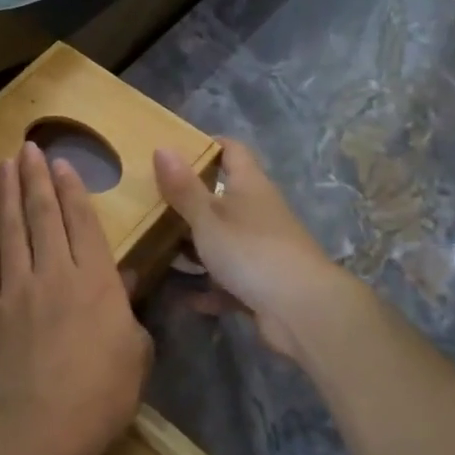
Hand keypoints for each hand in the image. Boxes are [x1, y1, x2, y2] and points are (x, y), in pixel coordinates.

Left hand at [0, 142, 152, 454]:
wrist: (41, 430)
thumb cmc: (101, 396)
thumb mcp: (135, 351)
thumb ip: (126, 307)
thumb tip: (121, 275)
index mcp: (94, 280)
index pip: (81, 222)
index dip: (71, 189)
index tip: (61, 163)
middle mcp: (53, 272)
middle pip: (42, 214)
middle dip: (36, 177)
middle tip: (29, 147)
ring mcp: (14, 287)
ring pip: (9, 227)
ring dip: (6, 191)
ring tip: (4, 162)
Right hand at [155, 138, 351, 358]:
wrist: (301, 309)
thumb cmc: (251, 250)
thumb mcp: (208, 217)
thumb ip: (184, 188)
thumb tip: (162, 148)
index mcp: (249, 185)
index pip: (232, 151)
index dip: (208, 145)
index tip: (176, 151)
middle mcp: (259, 211)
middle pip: (224, 197)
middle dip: (192, 201)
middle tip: (153, 202)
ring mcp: (263, 248)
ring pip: (224, 240)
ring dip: (197, 247)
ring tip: (159, 249)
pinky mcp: (262, 282)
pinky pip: (230, 280)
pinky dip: (210, 288)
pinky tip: (186, 298)